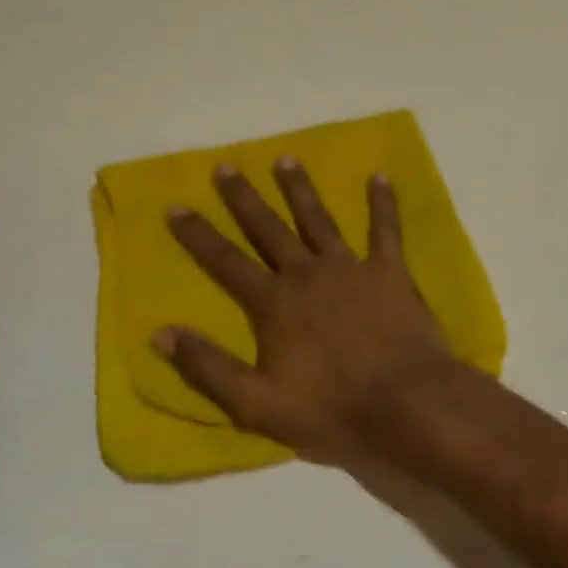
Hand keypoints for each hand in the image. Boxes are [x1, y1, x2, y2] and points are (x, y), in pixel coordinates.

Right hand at [158, 160, 460, 458]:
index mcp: (275, 303)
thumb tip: (162, 333)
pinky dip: (383, 202)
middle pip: (269, 229)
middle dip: (244, 198)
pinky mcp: (390, 270)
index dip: (198, 235)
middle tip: (226, 166)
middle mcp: (308, 273)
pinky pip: (386, 228)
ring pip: (319, 219)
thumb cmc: (331, 408)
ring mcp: (351, 267)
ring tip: (286, 159)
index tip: (176, 205)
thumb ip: (209, 367)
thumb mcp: (257, 404)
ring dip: (300, 188)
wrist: (405, 402)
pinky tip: (380, 175)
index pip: (226, 262)